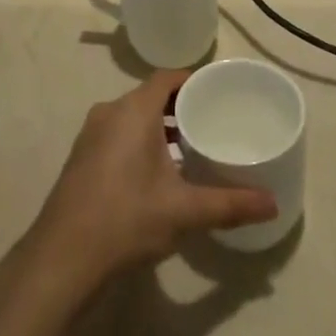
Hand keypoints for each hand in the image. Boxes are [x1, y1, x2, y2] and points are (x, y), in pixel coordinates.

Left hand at [22, 70, 276, 293]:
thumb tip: (272, 204)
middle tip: (210, 123)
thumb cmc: (126, 219)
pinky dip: (139, 141)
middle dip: (179, 106)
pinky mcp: (82, 157)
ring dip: (158, 127)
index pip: (167, 78)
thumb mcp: (184, 212)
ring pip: (132, 117)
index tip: (217, 92)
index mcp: (133, 109)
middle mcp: (110, 112)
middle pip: (150, 96)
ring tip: (189, 149)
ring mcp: (91, 134)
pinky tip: (156, 174)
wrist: (62, 258)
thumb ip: (229, 204)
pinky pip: (118, 134)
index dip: (192, 80)